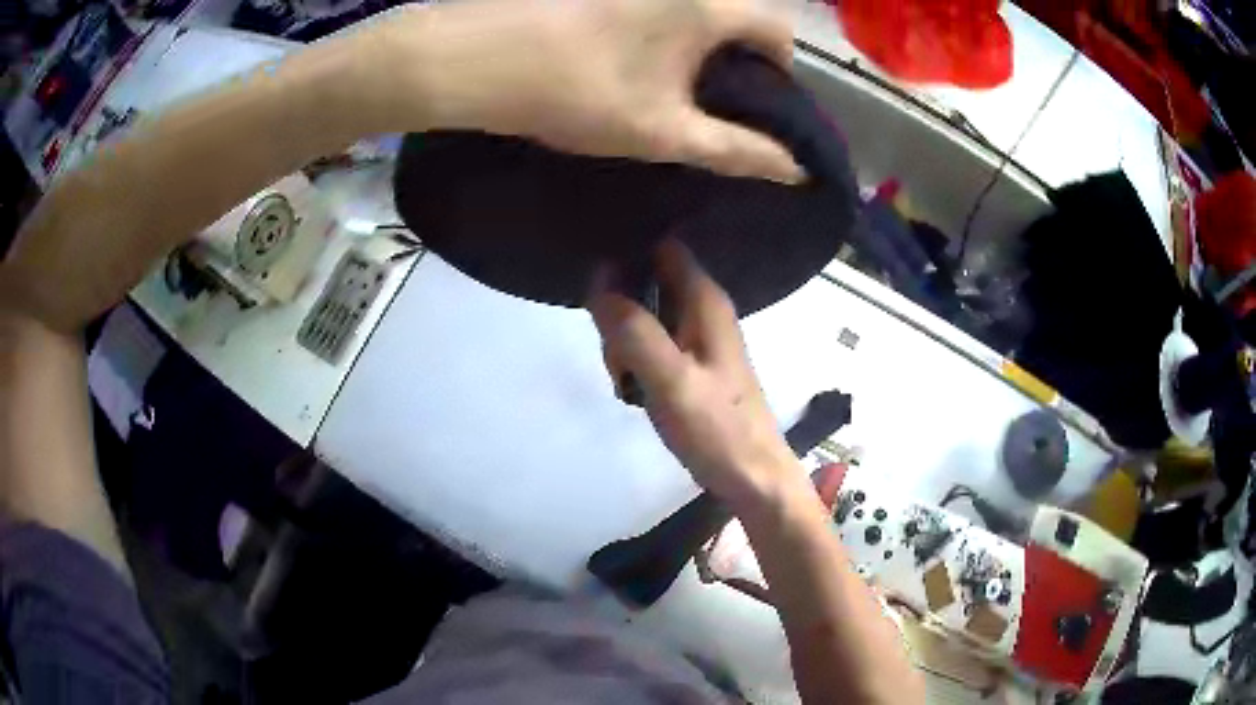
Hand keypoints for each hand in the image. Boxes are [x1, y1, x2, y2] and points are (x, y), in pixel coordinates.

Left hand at [372, 0, 801, 182]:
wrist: (482, 59)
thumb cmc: (581, 93)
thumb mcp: (665, 132)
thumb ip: (736, 150)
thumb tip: (793, 170)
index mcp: (709, 9)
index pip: (778, 30)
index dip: (779, 69)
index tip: (755, 103)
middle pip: (738, 18)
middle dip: (739, 60)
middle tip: (712, 103)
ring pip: (695, 15)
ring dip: (699, 49)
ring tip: (671, 89)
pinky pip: (659, 12)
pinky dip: (665, 37)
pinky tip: (633, 65)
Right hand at [587, 240, 800, 512]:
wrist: (751, 476)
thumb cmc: (717, 428)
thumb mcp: (669, 379)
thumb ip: (633, 331)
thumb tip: (598, 284)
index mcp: (705, 301)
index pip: (662, 246)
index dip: (629, 250)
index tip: (595, 273)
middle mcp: (704, 309)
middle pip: (647, 282)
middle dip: (619, 306)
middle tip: (614, 352)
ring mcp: (699, 337)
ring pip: (646, 315)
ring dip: (624, 340)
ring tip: (626, 380)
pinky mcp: (693, 363)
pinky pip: (653, 343)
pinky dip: (636, 359)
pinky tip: (635, 388)